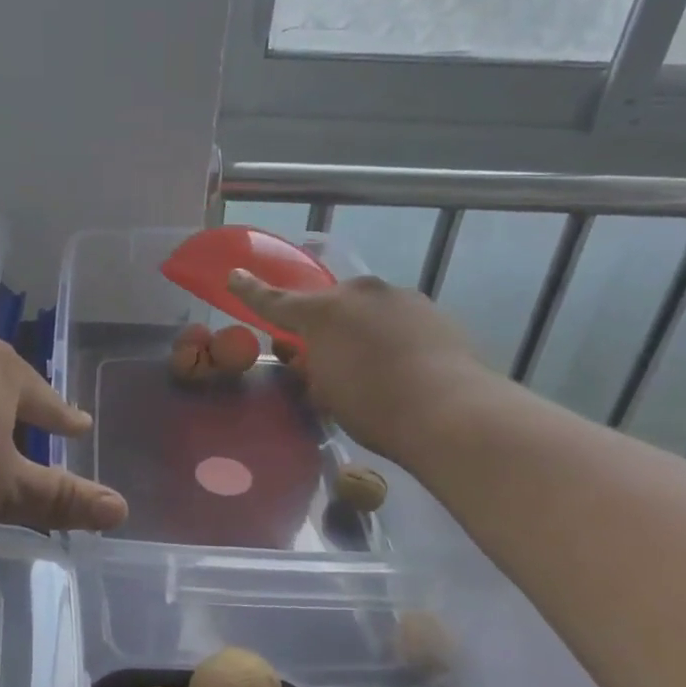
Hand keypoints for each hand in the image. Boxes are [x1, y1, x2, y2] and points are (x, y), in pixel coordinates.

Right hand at [228, 268, 492, 463]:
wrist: (450, 411)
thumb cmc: (372, 406)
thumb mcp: (325, 393)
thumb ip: (311, 368)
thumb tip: (310, 357)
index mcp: (320, 312)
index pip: (274, 301)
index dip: (251, 291)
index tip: (235, 275)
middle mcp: (358, 293)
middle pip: (329, 303)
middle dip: (324, 324)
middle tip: (328, 356)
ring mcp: (399, 297)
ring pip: (367, 309)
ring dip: (361, 328)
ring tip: (375, 365)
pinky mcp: (432, 310)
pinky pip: (398, 318)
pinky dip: (393, 335)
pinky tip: (404, 365)